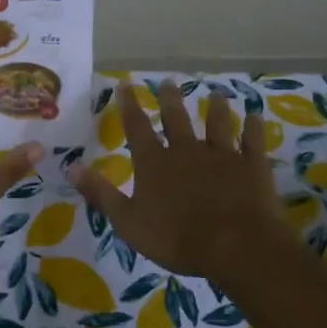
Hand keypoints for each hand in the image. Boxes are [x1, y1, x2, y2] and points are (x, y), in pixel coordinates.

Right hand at [73, 79, 289, 284]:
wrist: (235, 246)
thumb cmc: (176, 238)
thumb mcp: (128, 222)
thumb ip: (101, 193)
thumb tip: (71, 167)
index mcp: (155, 162)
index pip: (137, 127)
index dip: (130, 105)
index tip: (126, 84)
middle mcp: (187, 150)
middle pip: (177, 118)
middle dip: (170, 99)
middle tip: (167, 82)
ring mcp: (222, 155)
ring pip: (218, 124)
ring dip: (216, 108)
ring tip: (216, 94)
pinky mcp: (252, 166)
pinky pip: (253, 141)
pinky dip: (254, 128)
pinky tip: (255, 116)